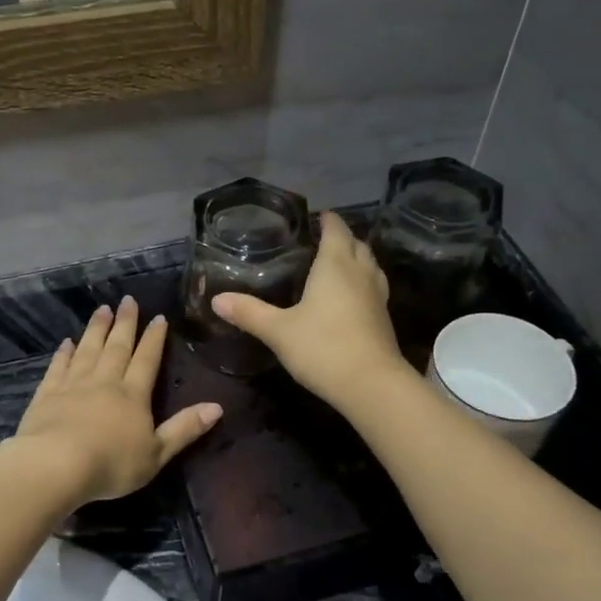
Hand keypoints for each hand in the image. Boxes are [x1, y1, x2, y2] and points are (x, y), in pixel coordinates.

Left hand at [14, 295, 222, 504]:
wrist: (57, 464)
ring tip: (102, 309)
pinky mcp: (48, 393)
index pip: (147, 360)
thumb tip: (217, 406)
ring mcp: (74, 385)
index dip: (154, 338)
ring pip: (88, 349)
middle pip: (117, 347)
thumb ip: (184, 429)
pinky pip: (58, 367)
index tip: (158, 317)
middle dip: (125, 323)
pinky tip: (67, 342)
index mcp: (133, 395)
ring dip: (97, 329)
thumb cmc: (112, 464)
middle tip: (128, 300)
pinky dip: (64, 353)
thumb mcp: (157, 453)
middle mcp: (105, 382)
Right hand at [211, 212, 412, 411]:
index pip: (336, 230)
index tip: (316, 215)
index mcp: (335, 266)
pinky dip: (362, 282)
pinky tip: (349, 297)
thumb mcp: (278, 331)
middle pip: (357, 245)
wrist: (371, 385)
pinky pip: (374, 287)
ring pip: (370, 266)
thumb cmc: (323, 348)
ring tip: (338, 263)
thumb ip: (249, 312)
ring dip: (357, 258)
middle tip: (322, 239)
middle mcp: (360, 274)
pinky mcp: (383, 319)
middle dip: (342, 238)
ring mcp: (377, 296)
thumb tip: (216, 299)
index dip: (327, 220)